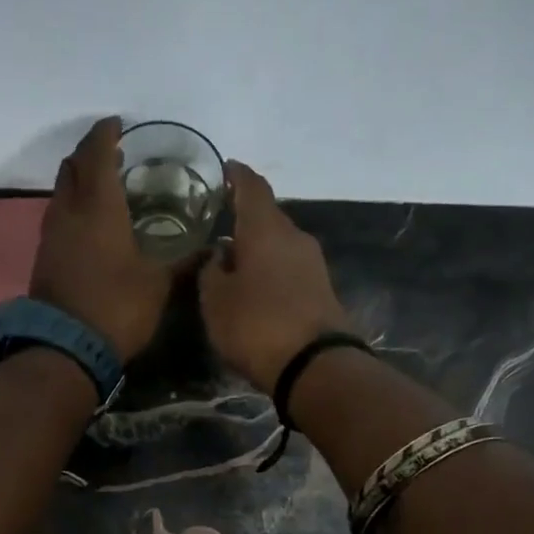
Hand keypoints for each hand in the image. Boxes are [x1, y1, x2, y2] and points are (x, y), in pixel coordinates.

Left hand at [30, 117, 169, 363]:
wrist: (67, 348)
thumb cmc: (118, 307)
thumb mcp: (159, 284)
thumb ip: (184, 261)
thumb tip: (212, 248)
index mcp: (99, 206)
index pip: (97, 153)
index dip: (106, 134)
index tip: (119, 125)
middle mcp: (69, 211)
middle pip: (72, 165)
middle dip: (90, 153)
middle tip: (113, 154)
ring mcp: (52, 234)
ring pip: (61, 191)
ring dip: (79, 180)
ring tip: (104, 186)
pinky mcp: (45, 256)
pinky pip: (58, 215)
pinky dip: (73, 206)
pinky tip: (92, 223)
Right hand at [197, 161, 353, 392]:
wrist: (315, 365)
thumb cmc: (256, 325)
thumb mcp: (216, 301)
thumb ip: (212, 272)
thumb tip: (220, 255)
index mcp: (265, 229)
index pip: (251, 187)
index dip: (237, 175)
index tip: (224, 168)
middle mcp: (294, 237)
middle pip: (268, 217)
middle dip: (245, 217)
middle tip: (221, 220)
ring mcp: (313, 264)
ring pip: (280, 244)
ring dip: (258, 247)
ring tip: (234, 257)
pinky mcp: (322, 290)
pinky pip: (290, 268)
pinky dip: (271, 269)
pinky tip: (256, 284)